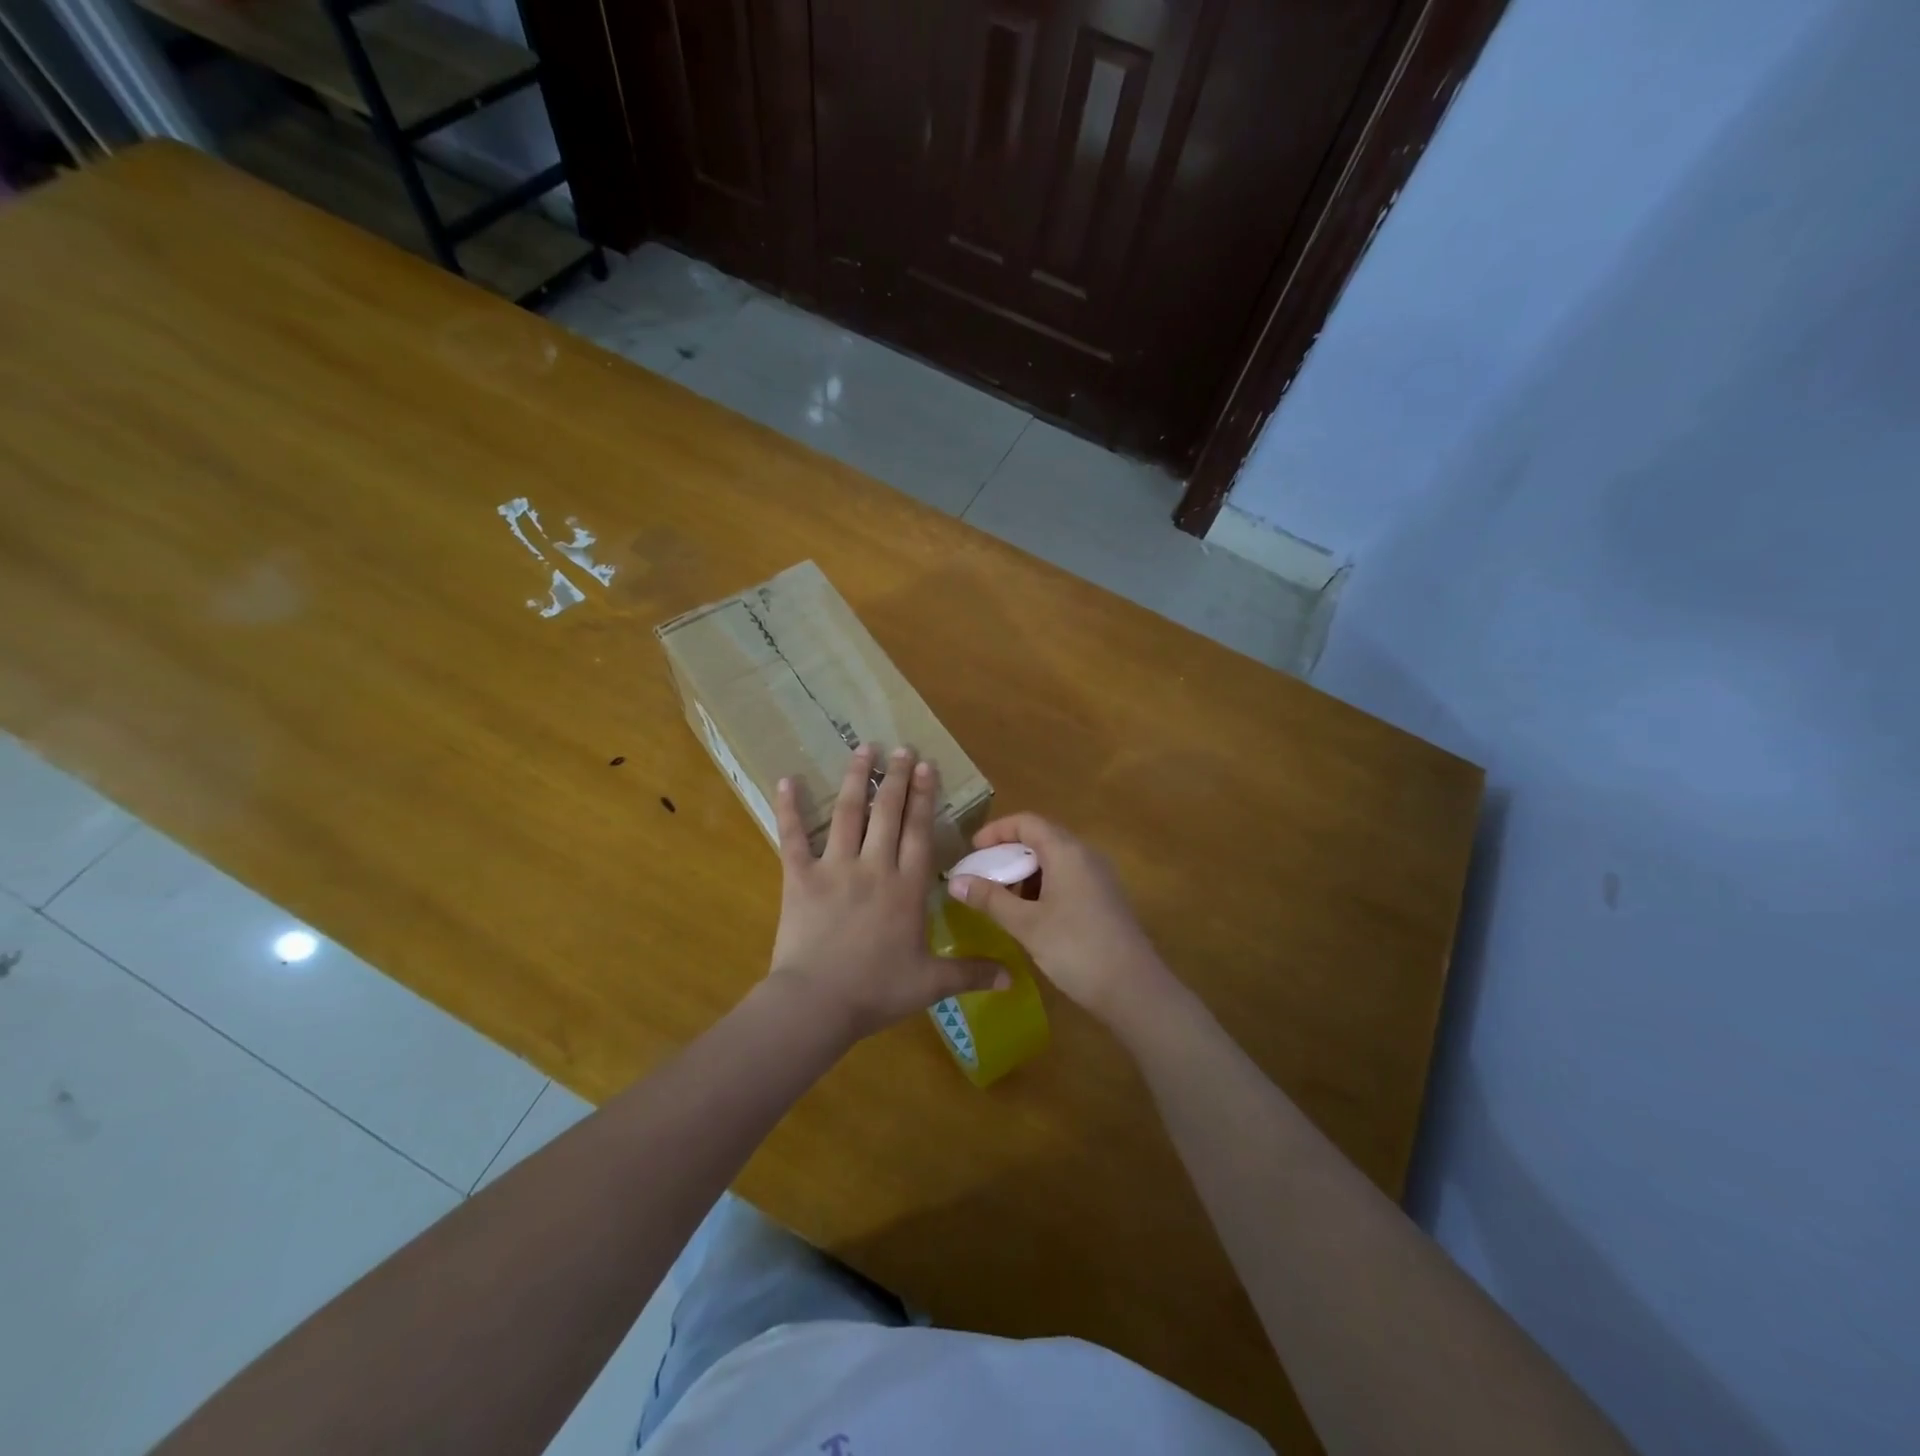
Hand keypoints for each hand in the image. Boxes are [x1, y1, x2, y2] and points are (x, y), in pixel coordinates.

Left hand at [769, 745, 1005, 1041]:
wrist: (817, 1003)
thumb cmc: (877, 991)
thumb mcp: (931, 984)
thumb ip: (972, 973)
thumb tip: (1014, 978)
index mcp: (908, 887)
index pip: (920, 832)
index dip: (924, 797)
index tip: (926, 766)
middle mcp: (875, 867)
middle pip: (888, 813)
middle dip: (896, 778)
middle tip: (900, 748)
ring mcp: (835, 868)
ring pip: (848, 814)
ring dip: (856, 779)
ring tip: (862, 749)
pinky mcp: (800, 877)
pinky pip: (793, 837)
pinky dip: (789, 809)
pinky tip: (787, 780)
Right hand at [948, 814, 1178, 1034]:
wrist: (1134, 989)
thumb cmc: (1076, 949)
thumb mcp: (1026, 924)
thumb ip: (989, 898)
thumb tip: (954, 881)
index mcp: (1067, 851)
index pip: (1027, 822)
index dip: (996, 831)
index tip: (972, 851)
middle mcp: (1086, 855)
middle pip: (1041, 839)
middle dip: (1008, 854)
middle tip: (982, 878)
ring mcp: (1099, 877)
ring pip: (1054, 861)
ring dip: (1025, 873)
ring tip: (1001, 900)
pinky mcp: (1105, 899)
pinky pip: (1067, 878)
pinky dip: (1043, 887)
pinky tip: (1029, 916)